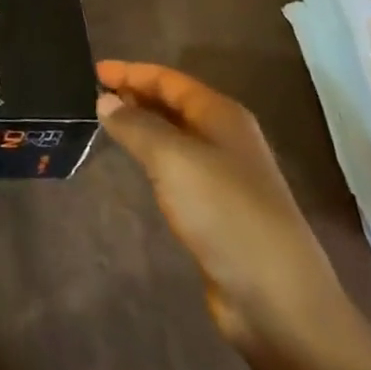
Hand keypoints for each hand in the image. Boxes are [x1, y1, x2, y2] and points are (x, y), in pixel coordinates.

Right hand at [98, 60, 350, 355]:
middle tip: (94, 96)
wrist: (277, 299)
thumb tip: (105, 99)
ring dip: (142, 126)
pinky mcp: (218, 210)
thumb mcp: (172, 159)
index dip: (131, 71)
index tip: (93, 70)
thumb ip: (135, 125)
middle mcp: (225, 138)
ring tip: (106, 124)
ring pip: (174, 136)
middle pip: (173, 104)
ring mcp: (224, 176)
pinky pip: (177, 168)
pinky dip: (153, 158)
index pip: (168, 79)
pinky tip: (136, 165)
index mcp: (221, 115)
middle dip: (135, 95)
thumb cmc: (225, 212)